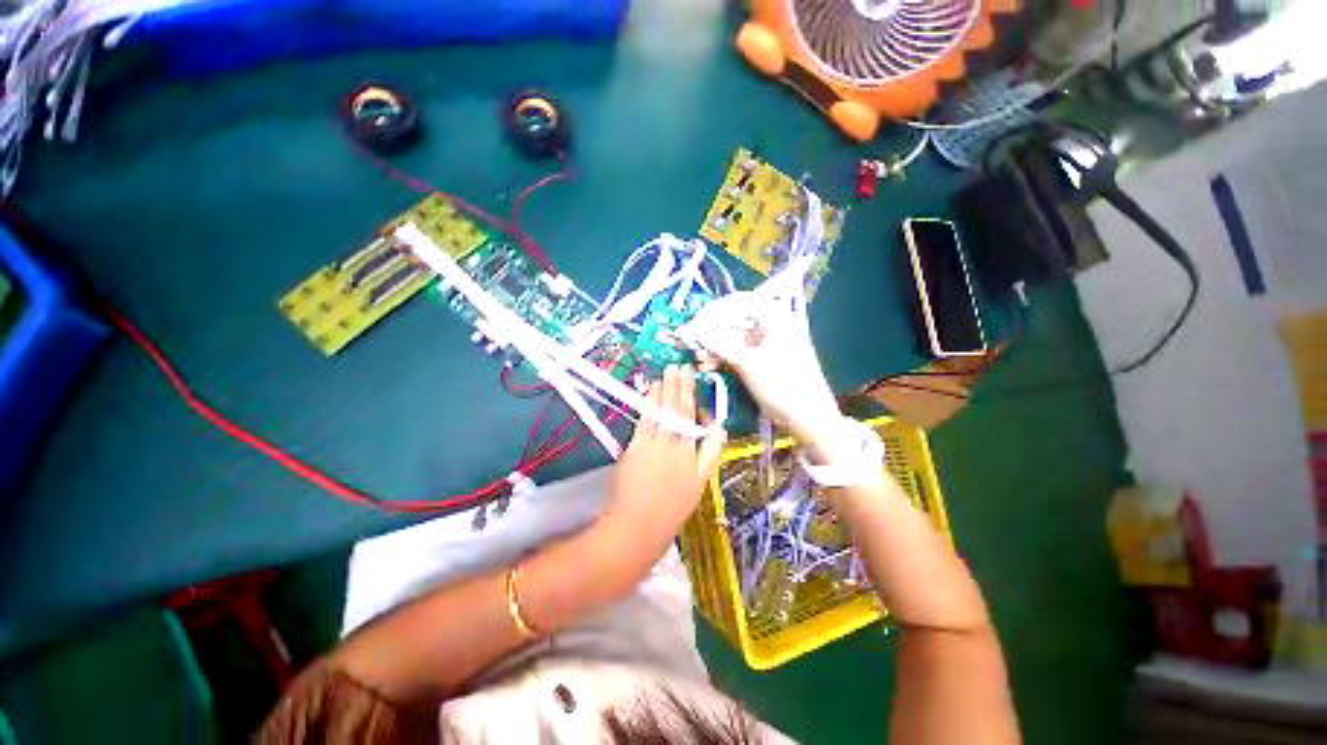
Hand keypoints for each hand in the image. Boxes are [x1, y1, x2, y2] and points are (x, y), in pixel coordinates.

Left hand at [607, 365, 726, 532]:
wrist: (640, 525)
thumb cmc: (674, 507)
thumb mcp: (700, 482)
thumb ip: (710, 452)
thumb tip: (720, 427)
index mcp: (691, 452)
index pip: (691, 416)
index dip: (691, 393)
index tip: (690, 375)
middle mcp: (674, 444)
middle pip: (676, 409)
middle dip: (677, 385)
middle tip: (678, 365)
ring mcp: (653, 444)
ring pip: (661, 411)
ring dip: (663, 390)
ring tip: (666, 373)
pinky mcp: (635, 447)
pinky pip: (644, 420)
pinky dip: (648, 404)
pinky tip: (650, 391)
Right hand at [678, 270, 841, 438]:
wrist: (808, 418)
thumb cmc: (781, 385)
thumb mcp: (746, 363)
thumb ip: (718, 344)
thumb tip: (692, 330)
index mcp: (775, 318)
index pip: (739, 303)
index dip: (714, 311)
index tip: (694, 323)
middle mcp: (772, 326)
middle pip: (736, 322)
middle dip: (713, 333)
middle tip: (694, 345)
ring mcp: (769, 344)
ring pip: (736, 339)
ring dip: (717, 348)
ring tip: (701, 360)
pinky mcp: (766, 360)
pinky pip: (741, 353)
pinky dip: (726, 358)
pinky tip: (711, 366)